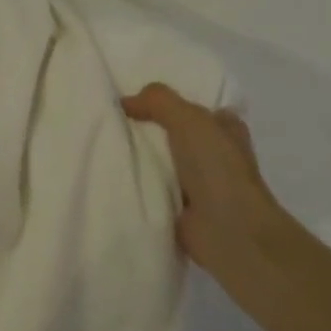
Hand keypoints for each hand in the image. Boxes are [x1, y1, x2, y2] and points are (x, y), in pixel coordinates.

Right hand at [122, 83, 284, 271]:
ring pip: (161, 160)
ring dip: (139, 157)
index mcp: (226, 131)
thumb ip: (158, 100)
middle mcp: (215, 156)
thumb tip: (125, 102)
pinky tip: (110, 173)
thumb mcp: (189, 119)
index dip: (172, 102)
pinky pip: (152, 187)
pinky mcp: (181, 208)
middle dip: (147, 128)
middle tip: (110, 118)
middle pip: (175, 134)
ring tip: (102, 143)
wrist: (228, 231)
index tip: (136, 98)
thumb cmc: (217, 168)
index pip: (198, 109)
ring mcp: (199, 184)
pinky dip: (135, 183)